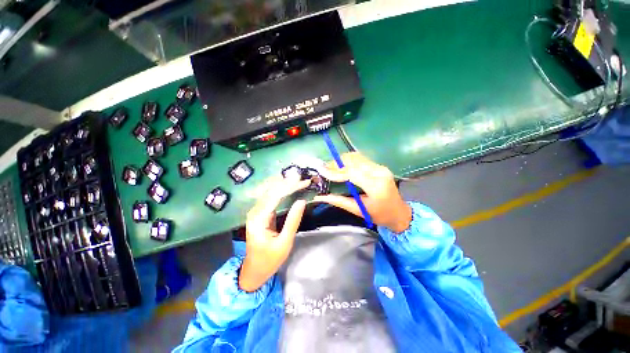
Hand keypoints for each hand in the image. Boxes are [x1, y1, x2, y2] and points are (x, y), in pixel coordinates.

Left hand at [239, 176, 310, 291]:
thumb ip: (293, 221)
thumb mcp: (284, 243)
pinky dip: (281, 191)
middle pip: (272, 191)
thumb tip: (301, 201)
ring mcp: (256, 212)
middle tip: (303, 179)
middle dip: (288, 183)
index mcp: (258, 219)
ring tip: (298, 180)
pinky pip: (271, 198)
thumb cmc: (269, 260)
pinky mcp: (261, 213)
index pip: (276, 196)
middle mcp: (255, 212)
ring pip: (271, 192)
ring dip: (285, 185)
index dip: (290, 187)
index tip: (304, 181)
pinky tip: (288, 187)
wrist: (254, 270)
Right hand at [315, 152, 411, 232]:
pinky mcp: (379, 166)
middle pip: (353, 161)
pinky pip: (360, 159)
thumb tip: (321, 197)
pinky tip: (341, 166)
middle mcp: (379, 172)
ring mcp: (380, 167)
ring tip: (331, 167)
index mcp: (376, 186)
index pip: (352, 173)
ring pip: (356, 157)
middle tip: (324, 169)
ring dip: (342, 161)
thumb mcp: (358, 210)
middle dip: (336, 164)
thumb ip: (340, 201)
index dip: (335, 172)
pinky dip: (348, 161)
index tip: (322, 172)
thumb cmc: (380, 215)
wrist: (399, 212)